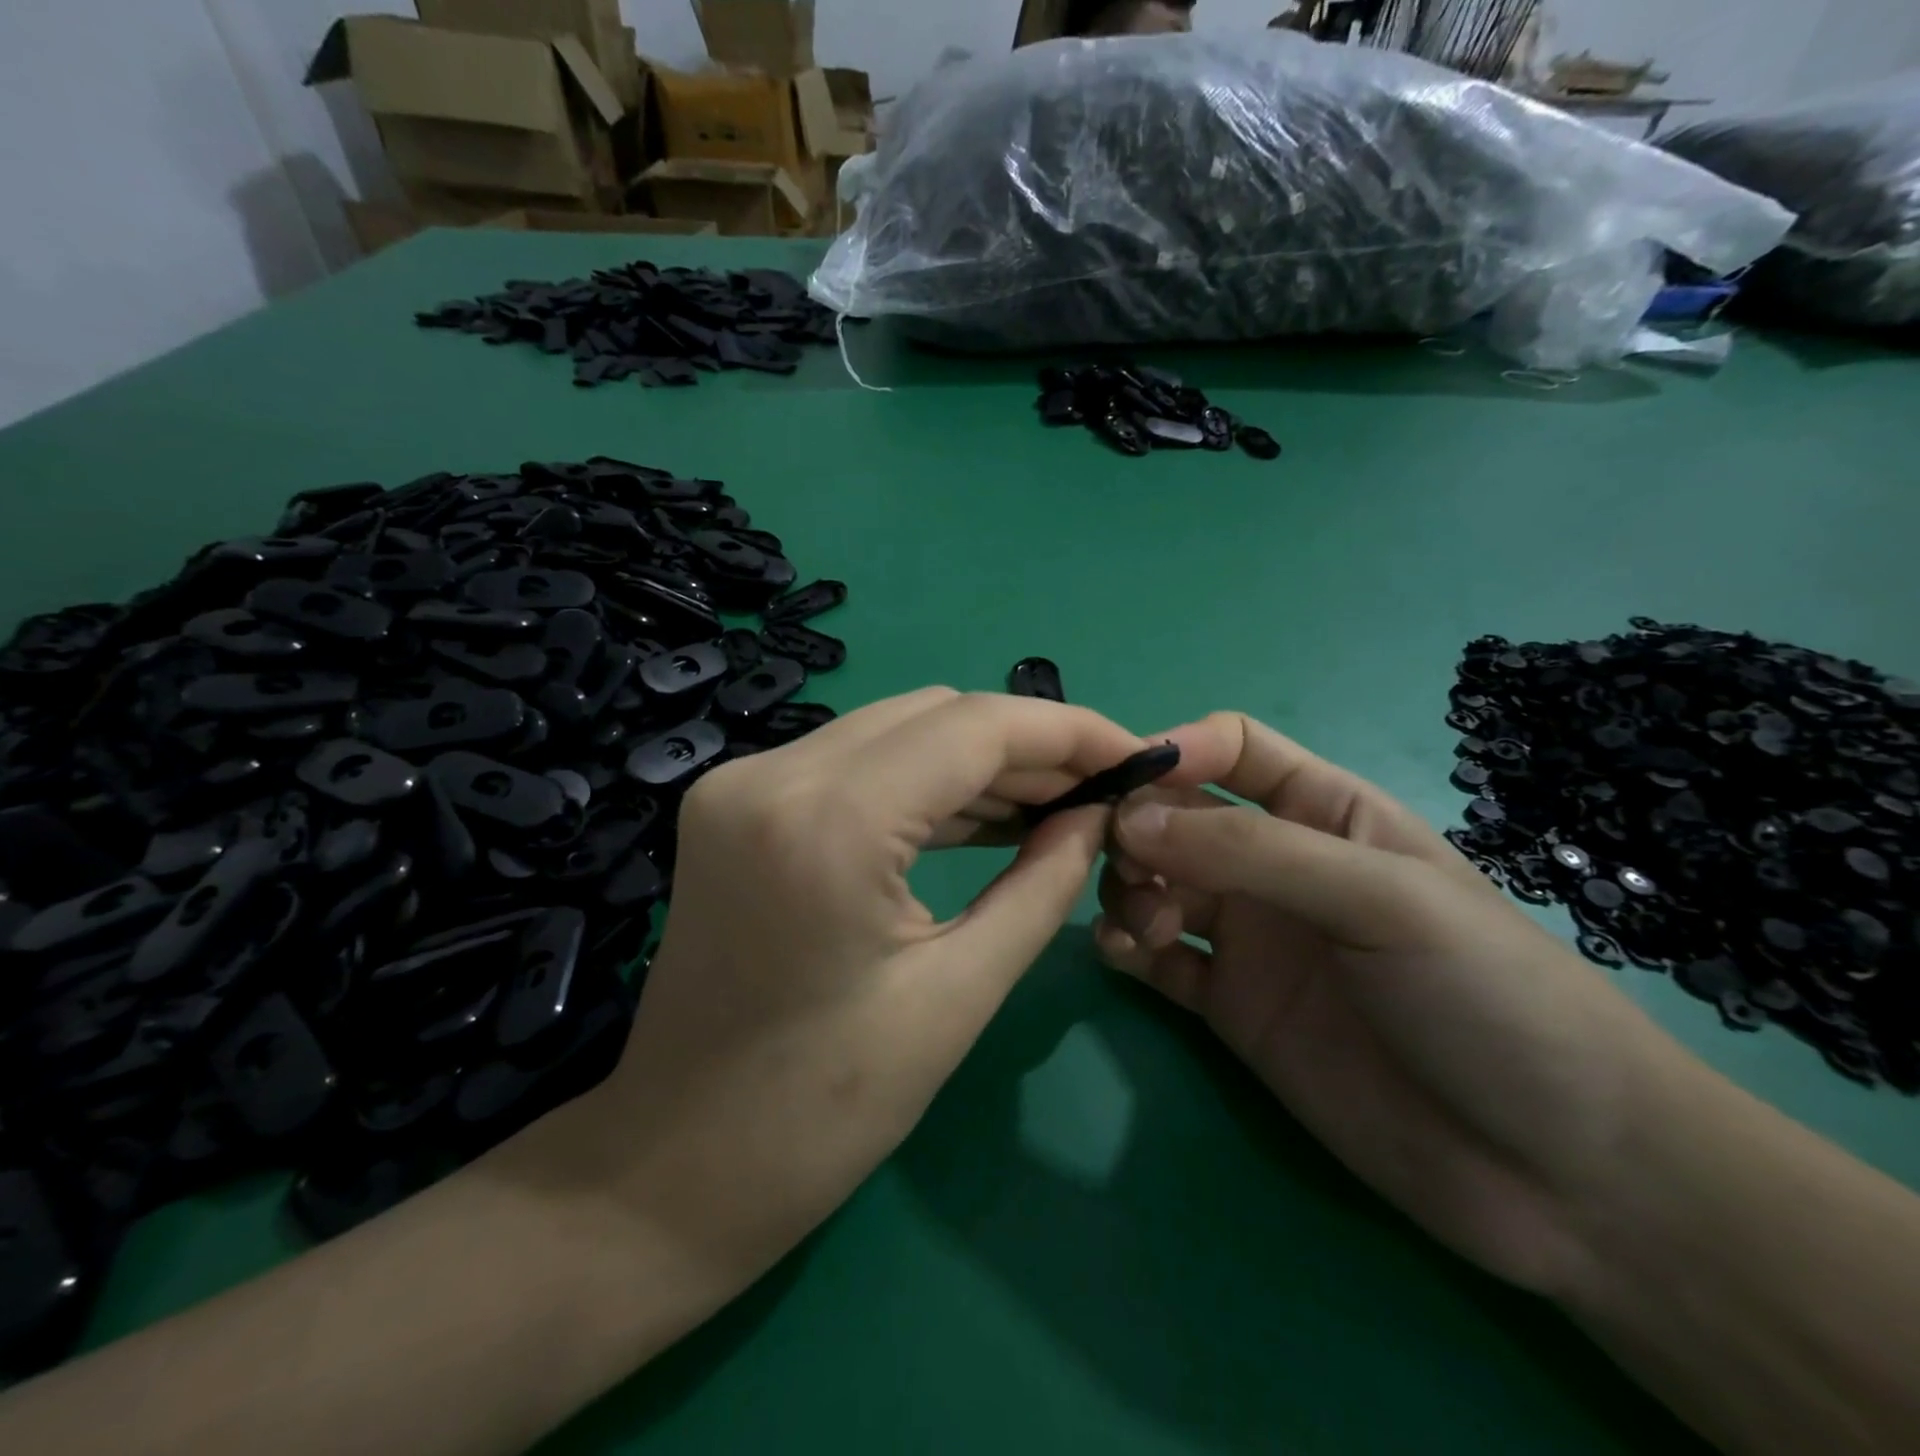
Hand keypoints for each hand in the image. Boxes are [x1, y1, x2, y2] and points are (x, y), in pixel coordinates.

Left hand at [591, 688, 1145, 1277]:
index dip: (1069, 731)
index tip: (1137, 755)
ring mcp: (743, 782)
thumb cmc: (823, 1111)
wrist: (675, 1166)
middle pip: (934, 714)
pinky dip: (922, 782)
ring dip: (977, 761)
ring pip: (894, 730)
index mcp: (828, 821)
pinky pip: (854, 764)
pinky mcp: (737, 802)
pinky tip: (981, 815)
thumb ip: (1043, 884)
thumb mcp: (957, 994)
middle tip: (1098, 791)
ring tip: (1054, 805)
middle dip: (1027, 744)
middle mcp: (773, 773)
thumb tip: (1096, 815)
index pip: (975, 727)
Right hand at [1093, 712, 1686, 1296]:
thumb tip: (1130, 819)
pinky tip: (1124, 955)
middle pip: (1178, 816)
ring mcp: (1251, 938)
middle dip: (1138, 827)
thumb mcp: (1381, 897)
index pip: (1235, 750)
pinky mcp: (1229, 1005)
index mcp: (1327, 813)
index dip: (1178, 750)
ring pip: (1156, 883)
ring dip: (1129, 888)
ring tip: (1146, 925)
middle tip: (1124, 864)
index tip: (1125, 781)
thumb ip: (1253, 851)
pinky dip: (1125, 946)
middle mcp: (1277, 867)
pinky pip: (1156, 958)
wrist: (1559, 1173)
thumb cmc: (1488, 995)